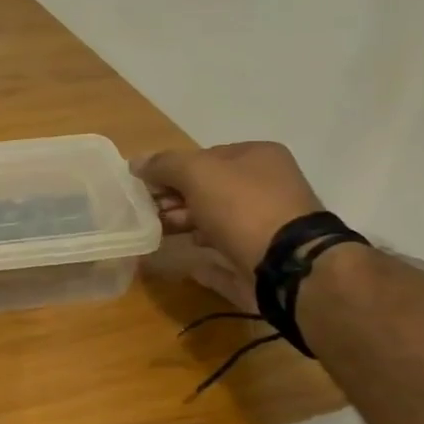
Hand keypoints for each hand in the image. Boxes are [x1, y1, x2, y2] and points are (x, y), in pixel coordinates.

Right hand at [133, 143, 324, 307]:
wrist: (287, 266)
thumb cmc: (242, 207)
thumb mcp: (197, 173)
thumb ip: (164, 165)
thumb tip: (136, 163)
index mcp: (258, 157)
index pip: (205, 157)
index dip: (173, 171)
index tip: (147, 188)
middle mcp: (267, 187)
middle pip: (209, 191)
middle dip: (176, 201)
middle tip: (150, 213)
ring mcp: (267, 226)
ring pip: (215, 222)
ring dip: (186, 226)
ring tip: (162, 235)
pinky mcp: (262, 260)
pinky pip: (224, 254)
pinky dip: (204, 258)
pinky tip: (186, 261)